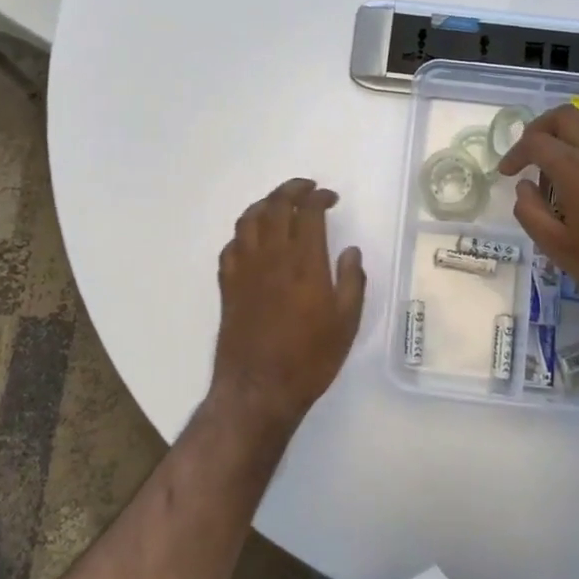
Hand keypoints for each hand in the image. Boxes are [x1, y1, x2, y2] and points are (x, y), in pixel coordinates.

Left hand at [210, 178, 366, 433]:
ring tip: (279, 204)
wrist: (258, 389)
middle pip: (276, 205)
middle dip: (292, 189)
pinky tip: (253, 239)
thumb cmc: (310, 359)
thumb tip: (350, 251)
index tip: (330, 197)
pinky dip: (244, 232)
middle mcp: (272, 256)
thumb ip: (351, 282)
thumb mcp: (346, 323)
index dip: (319, 197)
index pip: (308, 212)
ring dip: (265, 204)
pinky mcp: (227, 285)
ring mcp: (244, 269)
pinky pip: (231, 245)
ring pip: (249, 219)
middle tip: (306, 188)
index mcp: (305, 262)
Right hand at [497, 105, 578, 330]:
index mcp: (575, 170)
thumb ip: (530, 212)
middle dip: (540, 128)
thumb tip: (524, 186)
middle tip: (529, 153)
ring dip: (573, 128)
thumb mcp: (557, 248)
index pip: (535, 143)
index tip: (507, 173)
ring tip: (563, 153)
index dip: (514, 154)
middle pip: (565, 116)